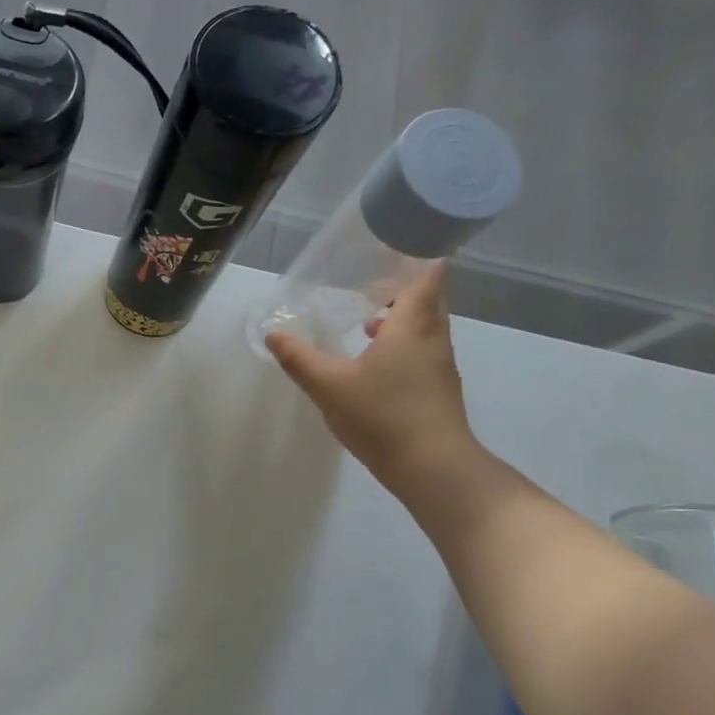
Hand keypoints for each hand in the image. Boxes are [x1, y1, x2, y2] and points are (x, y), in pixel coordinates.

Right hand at [265, 263, 477, 485]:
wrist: (433, 467)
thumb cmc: (382, 416)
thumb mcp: (328, 386)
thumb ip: (299, 358)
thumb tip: (273, 334)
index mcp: (411, 326)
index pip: (428, 274)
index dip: (416, 256)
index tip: (393, 246)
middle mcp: (433, 337)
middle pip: (427, 298)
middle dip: (402, 286)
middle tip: (369, 281)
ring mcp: (440, 365)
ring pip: (424, 326)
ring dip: (400, 317)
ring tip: (366, 319)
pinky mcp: (438, 389)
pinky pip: (421, 350)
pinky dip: (401, 343)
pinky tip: (373, 362)